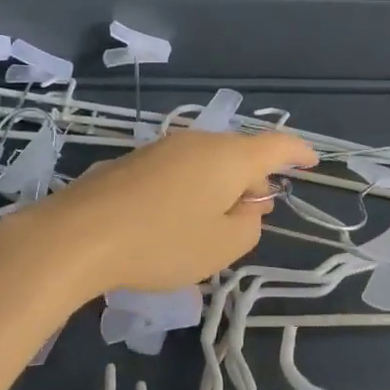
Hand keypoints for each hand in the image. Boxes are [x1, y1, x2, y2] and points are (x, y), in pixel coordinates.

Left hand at [0, 129, 316, 306]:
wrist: (77, 235)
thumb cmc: (161, 242)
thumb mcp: (221, 247)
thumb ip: (248, 225)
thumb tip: (248, 207)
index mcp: (228, 157)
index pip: (276, 145)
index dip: (298, 152)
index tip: (312, 162)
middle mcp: (198, 142)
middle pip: (239, 154)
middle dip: (252, 180)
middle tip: (254, 214)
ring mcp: (162, 148)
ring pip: (206, 162)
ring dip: (219, 187)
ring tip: (213, 223)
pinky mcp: (133, 161)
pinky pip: (178, 170)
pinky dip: (190, 189)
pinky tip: (174, 221)